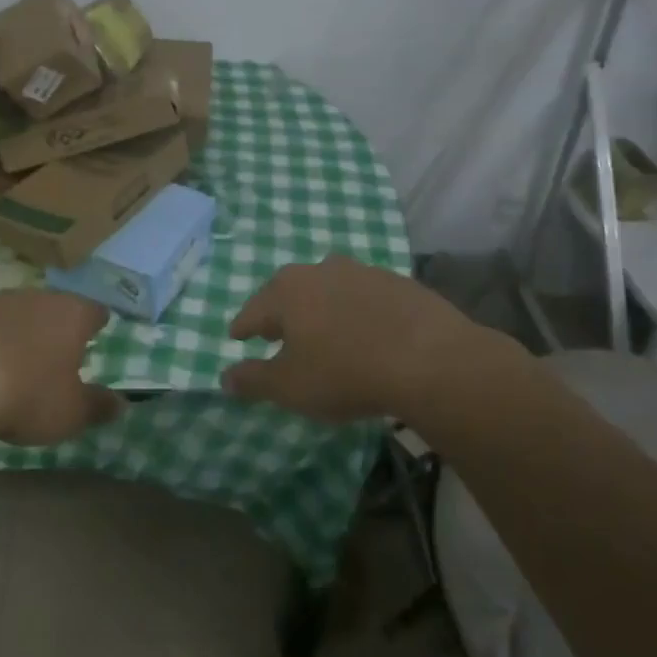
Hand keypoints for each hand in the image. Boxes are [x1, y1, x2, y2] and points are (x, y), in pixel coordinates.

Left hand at [0, 291, 123, 446]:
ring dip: (14, 331)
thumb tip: (122, 403)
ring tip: (10, 361)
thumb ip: (97, 406)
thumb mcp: (69, 413)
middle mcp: (35, 297)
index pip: (94, 311)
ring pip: (13, 312)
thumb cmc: (24, 394)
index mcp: (71, 314)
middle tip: (53, 352)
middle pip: (52, 307)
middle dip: (53, 326)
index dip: (96, 323)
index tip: (97, 332)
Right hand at [224, 256, 502, 421]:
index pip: (253, 310)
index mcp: (288, 290)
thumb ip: (253, 380)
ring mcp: (362, 272)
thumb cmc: (346, 373)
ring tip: (325, 333)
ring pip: (330, 290)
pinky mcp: (398, 283)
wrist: (431, 360)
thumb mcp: (290, 387)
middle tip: (277, 334)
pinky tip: (367, 334)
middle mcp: (320, 270)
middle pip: (290, 292)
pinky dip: (358, 312)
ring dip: (322, 309)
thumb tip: (225, 377)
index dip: (243, 327)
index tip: (237, 337)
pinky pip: (365, 298)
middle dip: (281, 313)